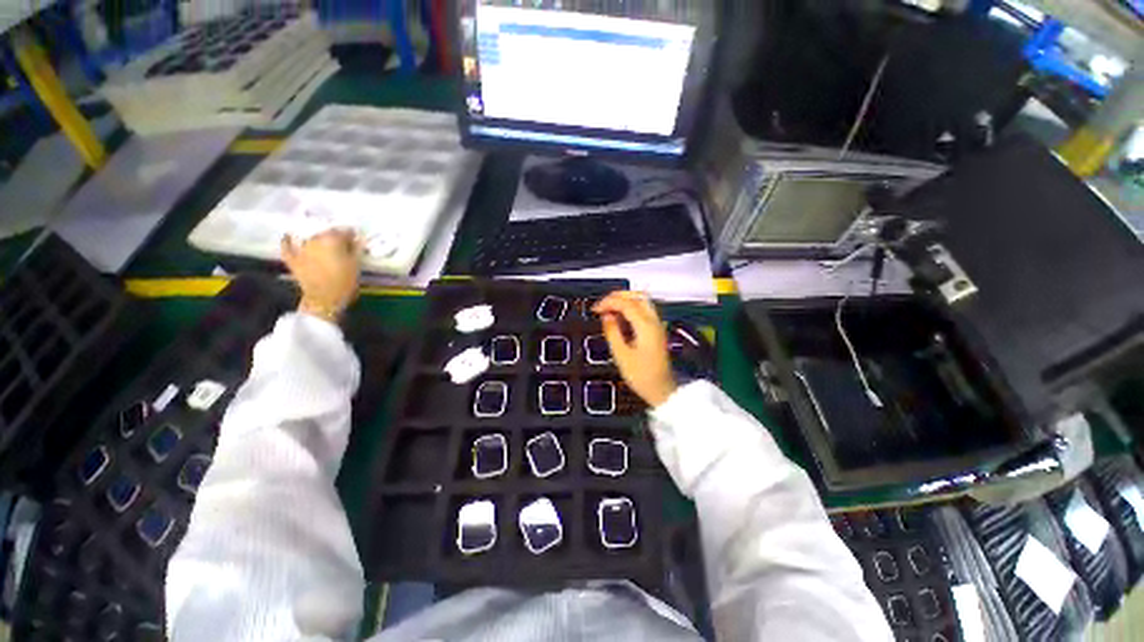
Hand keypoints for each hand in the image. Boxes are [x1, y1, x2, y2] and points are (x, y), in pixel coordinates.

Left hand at [281, 230, 361, 322]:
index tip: (357, 239)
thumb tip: (358, 238)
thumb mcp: (356, 265)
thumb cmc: (344, 283)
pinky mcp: (292, 259)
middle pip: (326, 232)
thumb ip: (357, 249)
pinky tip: (289, 236)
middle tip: (343, 243)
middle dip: (335, 236)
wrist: (323, 300)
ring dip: (317, 237)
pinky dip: (288, 241)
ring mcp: (301, 249)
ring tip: (325, 243)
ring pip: (309, 237)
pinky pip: (287, 245)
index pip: (344, 230)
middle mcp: (315, 240)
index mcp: (333, 240)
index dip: (352, 234)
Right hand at [593, 291, 676, 407]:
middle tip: (602, 304)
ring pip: (642, 300)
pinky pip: (644, 310)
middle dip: (618, 296)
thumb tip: (606, 316)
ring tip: (609, 308)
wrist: (661, 389)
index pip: (626, 303)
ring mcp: (657, 325)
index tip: (596, 309)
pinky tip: (620, 316)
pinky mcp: (656, 330)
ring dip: (625, 300)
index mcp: (645, 326)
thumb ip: (612, 332)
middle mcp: (654, 322)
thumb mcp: (621, 355)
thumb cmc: (642, 376)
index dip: (608, 302)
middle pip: (637, 295)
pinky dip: (630, 307)